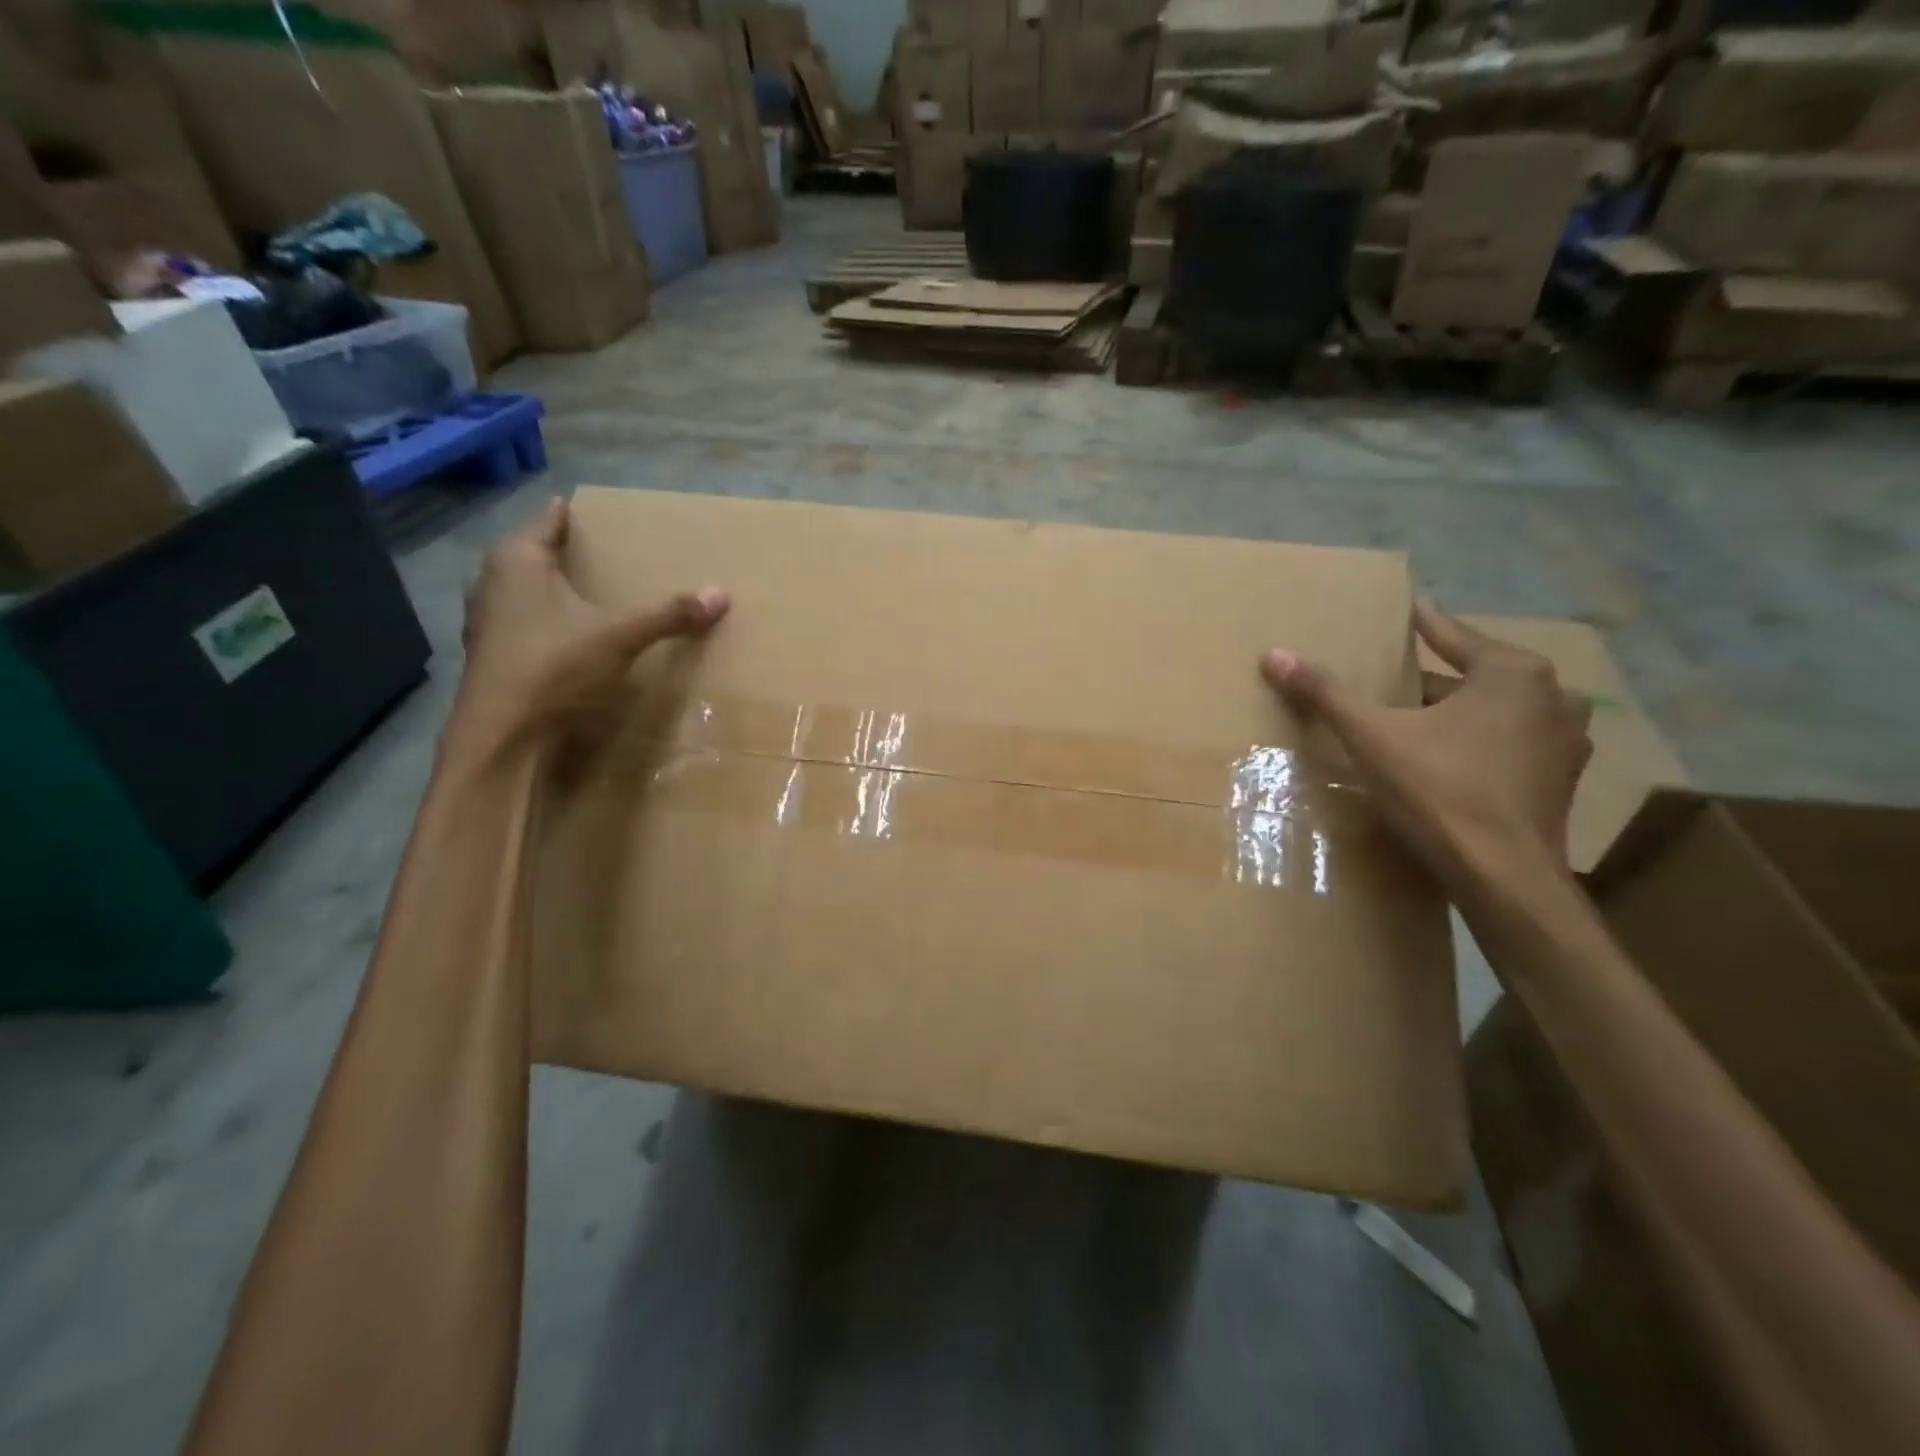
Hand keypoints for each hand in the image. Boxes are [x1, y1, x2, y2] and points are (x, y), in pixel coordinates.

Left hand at [449, 498, 728, 756]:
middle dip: (563, 553)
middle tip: (601, 552)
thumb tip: (721, 594)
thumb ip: (668, 615)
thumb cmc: (554, 667)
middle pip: (532, 555)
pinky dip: (546, 623)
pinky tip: (569, 636)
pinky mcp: (492, 656)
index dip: (569, 514)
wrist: (503, 737)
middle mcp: (492, 582)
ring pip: (524, 592)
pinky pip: (524, 624)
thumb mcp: (620, 636)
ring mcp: (487, 622)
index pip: (548, 521)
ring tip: (588, 593)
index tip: (592, 509)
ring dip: (552, 590)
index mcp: (517, 561)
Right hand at [1261, 601, 1591, 904]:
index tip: (1407, 609)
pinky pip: (1510, 743)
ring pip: (1495, 711)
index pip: (1452, 635)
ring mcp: (1565, 740)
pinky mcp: (1561, 779)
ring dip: (1458, 712)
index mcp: (1512, 672)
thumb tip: (1273, 654)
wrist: (1503, 876)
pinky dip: (1479, 742)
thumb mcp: (1371, 737)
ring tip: (1415, 720)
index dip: (1422, 625)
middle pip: (1474, 676)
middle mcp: (1552, 695)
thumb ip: (1325, 693)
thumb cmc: (1439, 790)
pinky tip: (1448, 758)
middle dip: (1432, 679)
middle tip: (1391, 680)